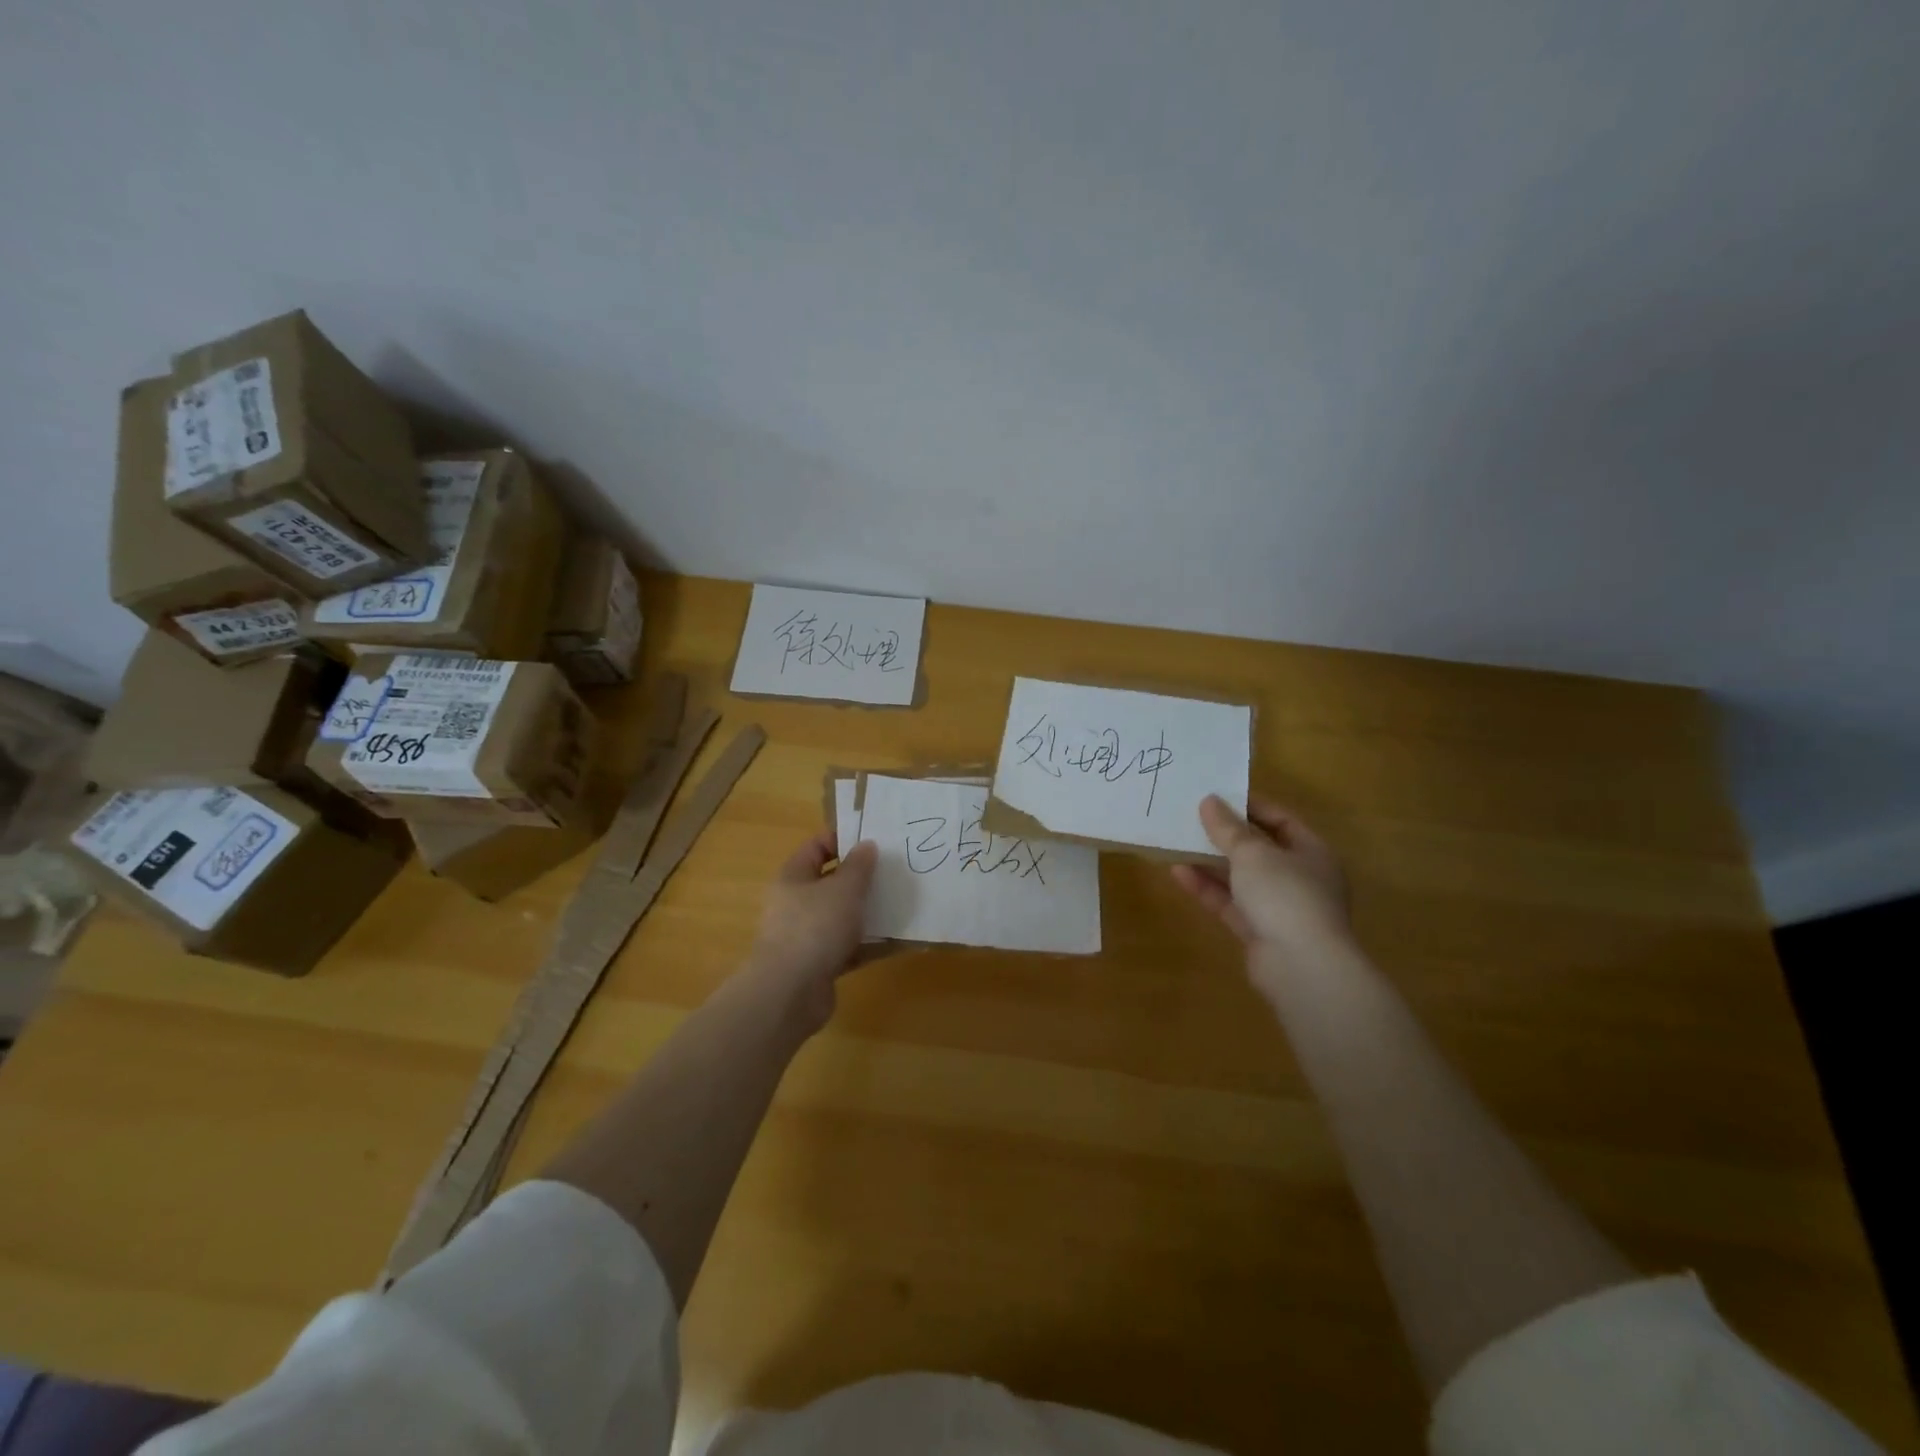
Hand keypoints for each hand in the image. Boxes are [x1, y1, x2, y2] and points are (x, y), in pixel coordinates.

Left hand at [747, 831, 878, 1028]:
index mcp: (794, 877)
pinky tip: (896, 941)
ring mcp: (806, 936)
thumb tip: (866, 845)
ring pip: (841, 916)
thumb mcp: (844, 889)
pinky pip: (848, 946)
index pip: (817, 846)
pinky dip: (869, 944)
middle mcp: (795, 903)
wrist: (790, 993)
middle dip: (862, 878)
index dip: (844, 839)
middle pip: (831, 882)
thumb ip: (859, 866)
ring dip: (868, 912)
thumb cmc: (815, 927)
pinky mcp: (819, 964)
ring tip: (901, 903)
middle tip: (895, 871)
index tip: (876, 840)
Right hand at [1170, 796, 1350, 957]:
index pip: (1281, 820)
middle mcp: (1300, 878)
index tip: (1217, 796)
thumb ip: (1228, 828)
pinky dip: (1207, 888)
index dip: (1251, 806)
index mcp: (1312, 852)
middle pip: (1259, 850)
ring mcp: (1280, 908)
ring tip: (1177, 843)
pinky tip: (1179, 873)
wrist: (1300, 966)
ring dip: (1211, 862)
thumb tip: (1209, 801)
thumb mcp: (1252, 853)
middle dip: (1226, 836)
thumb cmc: (1285, 895)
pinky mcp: (1259, 932)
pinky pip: (1230, 903)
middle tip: (1192, 818)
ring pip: (1241, 878)